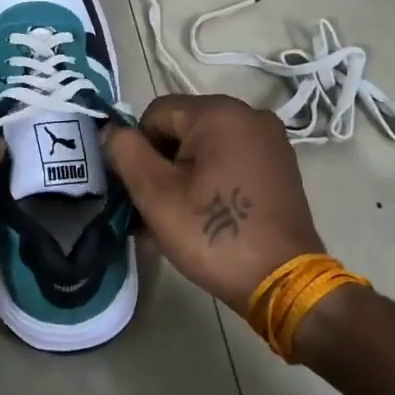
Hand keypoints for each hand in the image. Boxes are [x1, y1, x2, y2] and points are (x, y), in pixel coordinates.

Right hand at [102, 95, 325, 317]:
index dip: (139, 149)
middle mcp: (249, 115)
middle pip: (181, 128)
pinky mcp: (280, 165)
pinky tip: (205, 215)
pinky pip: (230, 160)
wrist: (283, 281)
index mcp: (219, 113)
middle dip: (161, 164)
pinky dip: (210, 180)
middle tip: (154, 208)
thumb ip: (125, 151)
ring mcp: (270, 141)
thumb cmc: (214, 234)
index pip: (155, 114)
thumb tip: (110, 130)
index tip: (143, 189)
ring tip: (177, 218)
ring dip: (183, 176)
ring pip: (205, 147)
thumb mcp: (155, 193)